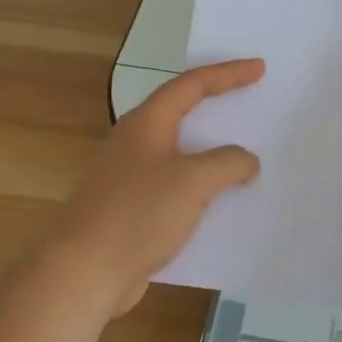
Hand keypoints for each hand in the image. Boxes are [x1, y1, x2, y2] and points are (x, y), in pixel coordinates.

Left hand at [52, 58, 264, 315]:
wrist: (83, 272)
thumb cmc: (137, 213)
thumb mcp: (192, 181)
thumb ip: (227, 163)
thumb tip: (246, 161)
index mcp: (147, 123)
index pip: (191, 84)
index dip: (227, 73)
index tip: (259, 68)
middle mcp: (137, 143)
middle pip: (182, 113)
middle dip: (218, 106)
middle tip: (251, 102)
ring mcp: (131, 177)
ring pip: (181, 153)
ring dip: (212, 152)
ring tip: (246, 155)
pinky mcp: (132, 210)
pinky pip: (176, 187)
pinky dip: (202, 187)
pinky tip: (223, 204)